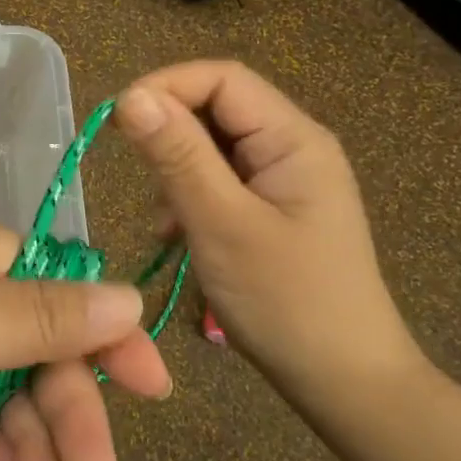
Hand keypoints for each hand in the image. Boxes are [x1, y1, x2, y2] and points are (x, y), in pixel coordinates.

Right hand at [112, 61, 426, 410]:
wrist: (344, 382)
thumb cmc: (287, 301)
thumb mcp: (222, 224)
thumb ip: (177, 157)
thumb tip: (130, 97)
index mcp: (293, 139)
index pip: (222, 79)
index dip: (166, 87)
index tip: (117, 122)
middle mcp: (292, 148)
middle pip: (218, 110)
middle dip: (170, 135)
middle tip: (137, 178)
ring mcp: (283, 182)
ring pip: (214, 148)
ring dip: (177, 172)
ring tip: (164, 221)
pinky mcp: (272, 212)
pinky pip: (221, 183)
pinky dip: (190, 200)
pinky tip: (177, 237)